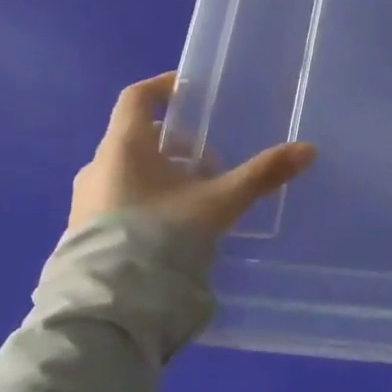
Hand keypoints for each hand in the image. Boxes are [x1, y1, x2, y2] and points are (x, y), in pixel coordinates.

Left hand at [69, 72, 316, 238]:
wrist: (110, 303)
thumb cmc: (162, 234)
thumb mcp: (220, 202)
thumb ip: (261, 175)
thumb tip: (308, 149)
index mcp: (124, 145)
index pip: (137, 97)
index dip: (163, 87)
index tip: (189, 90)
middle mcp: (99, 165)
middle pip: (138, 137)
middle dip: (177, 144)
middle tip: (212, 162)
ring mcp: (86, 199)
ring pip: (129, 170)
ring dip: (163, 173)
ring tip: (198, 197)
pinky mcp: (83, 231)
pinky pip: (119, 198)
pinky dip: (147, 198)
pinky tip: (173, 226)